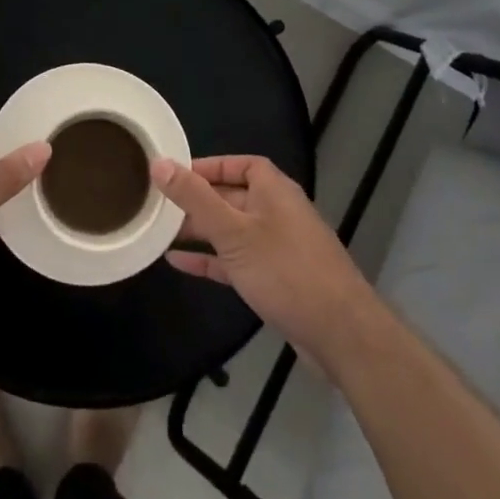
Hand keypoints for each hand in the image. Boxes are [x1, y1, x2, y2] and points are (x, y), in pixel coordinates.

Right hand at [154, 156, 374, 369]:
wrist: (341, 334)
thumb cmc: (285, 270)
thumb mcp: (233, 231)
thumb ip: (195, 198)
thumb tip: (159, 163)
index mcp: (274, 191)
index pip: (240, 164)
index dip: (209, 166)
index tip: (176, 174)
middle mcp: (277, 212)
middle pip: (232, 197)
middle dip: (197, 201)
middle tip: (159, 205)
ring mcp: (278, 248)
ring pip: (232, 230)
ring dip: (200, 231)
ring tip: (161, 231)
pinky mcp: (276, 279)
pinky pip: (235, 260)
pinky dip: (210, 259)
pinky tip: (178, 263)